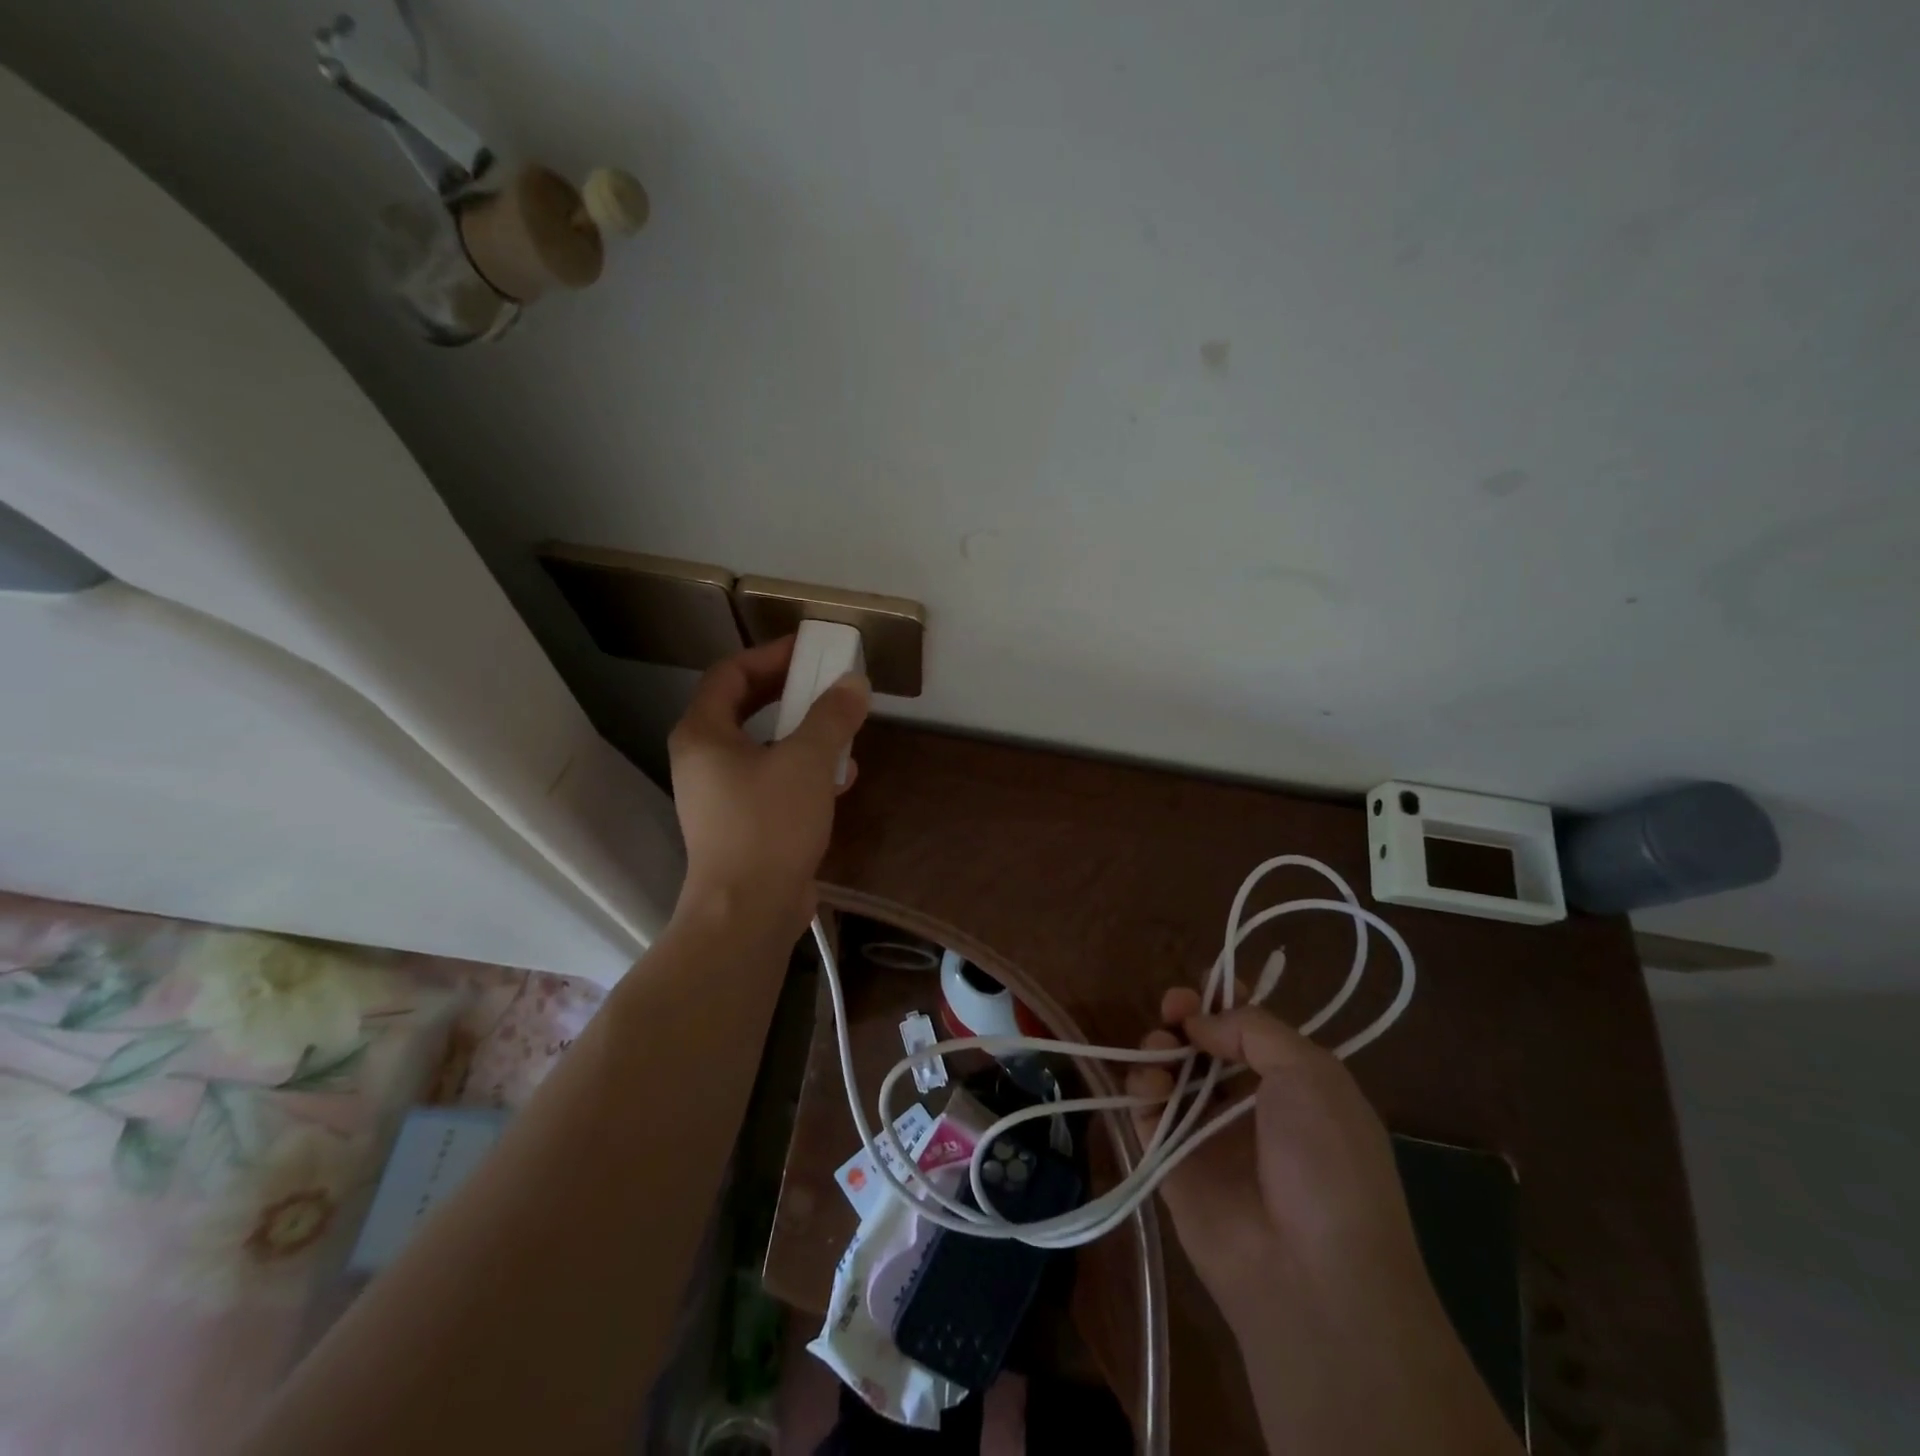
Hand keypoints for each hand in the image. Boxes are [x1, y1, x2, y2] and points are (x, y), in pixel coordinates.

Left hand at [667, 636, 870, 939]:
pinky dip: (803, 771)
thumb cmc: (769, 825)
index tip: (810, 650)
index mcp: (704, 734)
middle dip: (789, 692)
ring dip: (801, 733)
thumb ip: (832, 716)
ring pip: (762, 747)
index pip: (730, 674)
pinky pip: (772, 781)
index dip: (770, 655)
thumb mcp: (808, 761)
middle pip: (745, 708)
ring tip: (842, 729)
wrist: (748, 912)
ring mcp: (720, 796)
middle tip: (827, 682)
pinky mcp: (741, 825)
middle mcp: (703, 760)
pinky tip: (841, 778)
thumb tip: (854, 682)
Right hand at [1125, 990, 1425, 1327]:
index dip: (1226, 1000)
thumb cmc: (1327, 1161)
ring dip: (1160, 1046)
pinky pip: (1146, 1113)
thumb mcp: (1311, 1073)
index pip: (1250, 1028)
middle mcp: (1248, 1104)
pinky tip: (1152, 1085)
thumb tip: (1200, 1022)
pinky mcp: (1170, 1163)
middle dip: (1186, 1016)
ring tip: (1162, 1048)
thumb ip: (1253, 1028)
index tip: (1205, 984)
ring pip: (1170, 1072)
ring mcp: (1206, 1134)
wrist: (1313, 1273)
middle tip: (1175, 1007)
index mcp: (1292, 1084)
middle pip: (1204, 1044)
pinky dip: (1141, 1088)